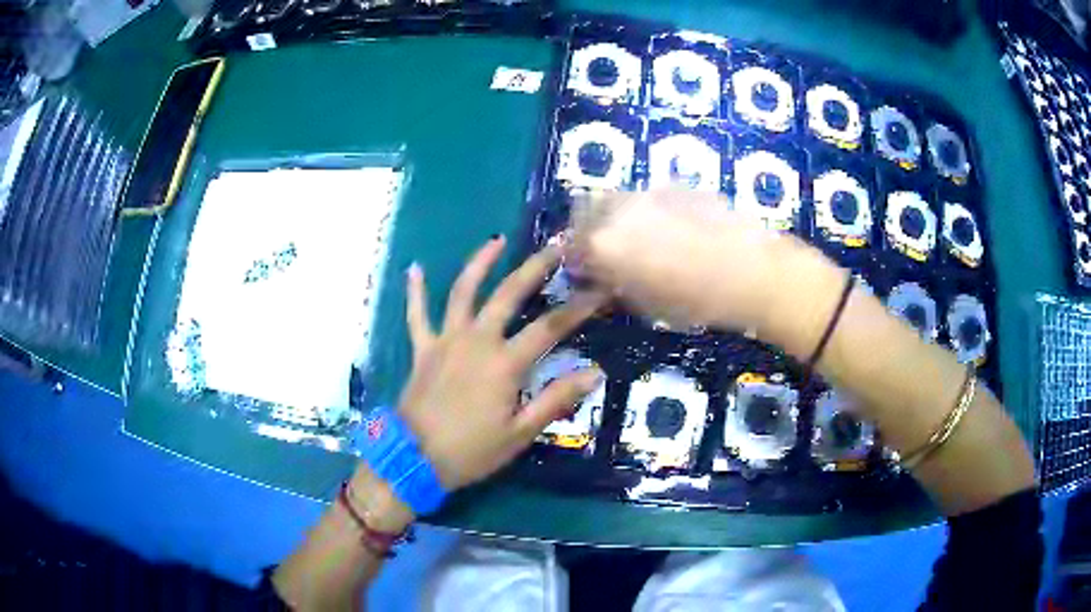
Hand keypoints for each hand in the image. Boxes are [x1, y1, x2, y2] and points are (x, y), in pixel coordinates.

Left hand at [396, 236, 605, 490]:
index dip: (579, 307)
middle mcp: (477, 340)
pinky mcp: (422, 348)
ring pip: (463, 292)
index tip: (601, 289)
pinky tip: (414, 269)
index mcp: (504, 363)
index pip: (551, 327)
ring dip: (480, 263)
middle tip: (555, 247)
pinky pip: (417, 315)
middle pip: (508, 294)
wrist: (414, 458)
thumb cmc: (471, 450)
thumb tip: (594, 372)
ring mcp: (446, 340)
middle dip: (535, 268)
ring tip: (495, 241)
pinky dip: (415, 292)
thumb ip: (556, 399)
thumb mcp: (520, 433)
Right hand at [567, 190, 791, 331]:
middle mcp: (619, 210)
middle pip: (585, 208)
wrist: (749, 271)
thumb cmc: (696, 300)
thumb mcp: (647, 305)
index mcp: (605, 244)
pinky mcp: (676, 185)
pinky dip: (647, 209)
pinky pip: (648, 195)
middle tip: (604, 248)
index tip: (583, 270)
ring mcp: (648, 192)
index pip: (570, 247)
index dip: (574, 259)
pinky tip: (673, 228)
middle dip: (586, 227)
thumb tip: (601, 280)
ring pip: (617, 197)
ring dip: (616, 215)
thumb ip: (614, 287)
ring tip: (639, 237)